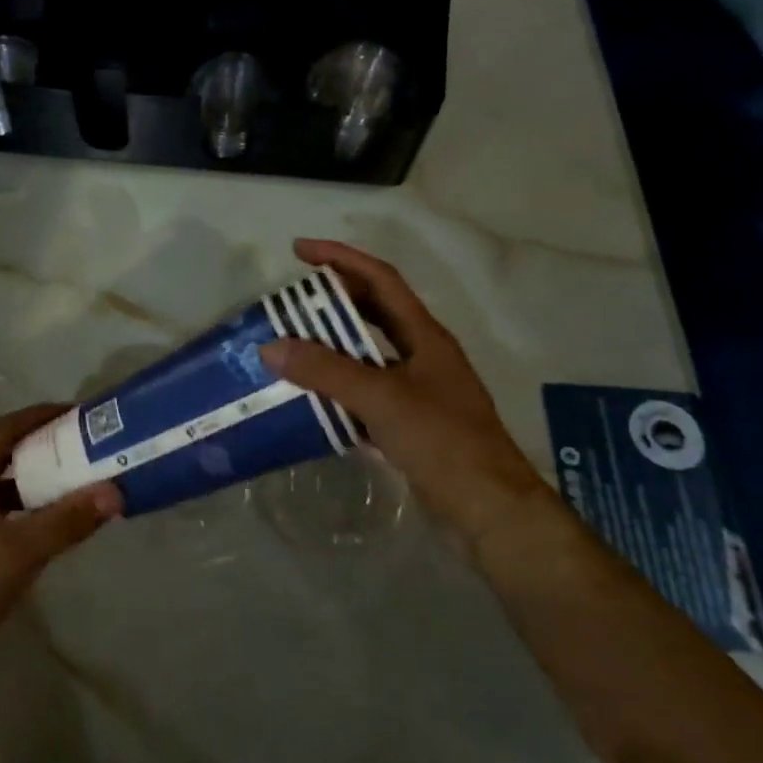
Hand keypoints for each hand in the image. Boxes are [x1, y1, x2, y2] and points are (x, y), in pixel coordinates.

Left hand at [0, 404, 121, 683]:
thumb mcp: (22, 552)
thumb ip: (68, 521)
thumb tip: (114, 492)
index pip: (3, 430)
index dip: (37, 415)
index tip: (74, 413)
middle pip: (4, 454)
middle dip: (42, 445)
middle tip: (82, 447)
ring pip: (3, 486)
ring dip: (36, 479)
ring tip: (74, 482)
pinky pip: (2, 513)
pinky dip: (28, 509)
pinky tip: (50, 526)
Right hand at [261, 238, 551, 555]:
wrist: (490, 511)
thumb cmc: (443, 441)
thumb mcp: (382, 398)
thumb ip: (326, 371)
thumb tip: (272, 346)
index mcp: (424, 335)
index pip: (380, 279)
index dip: (340, 258)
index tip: (299, 250)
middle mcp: (421, 355)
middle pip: (373, 312)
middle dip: (332, 300)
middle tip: (289, 300)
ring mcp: (417, 390)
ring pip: (366, 355)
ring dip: (330, 346)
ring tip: (290, 344)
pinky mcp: (409, 424)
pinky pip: (364, 393)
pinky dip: (336, 388)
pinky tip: (309, 397)